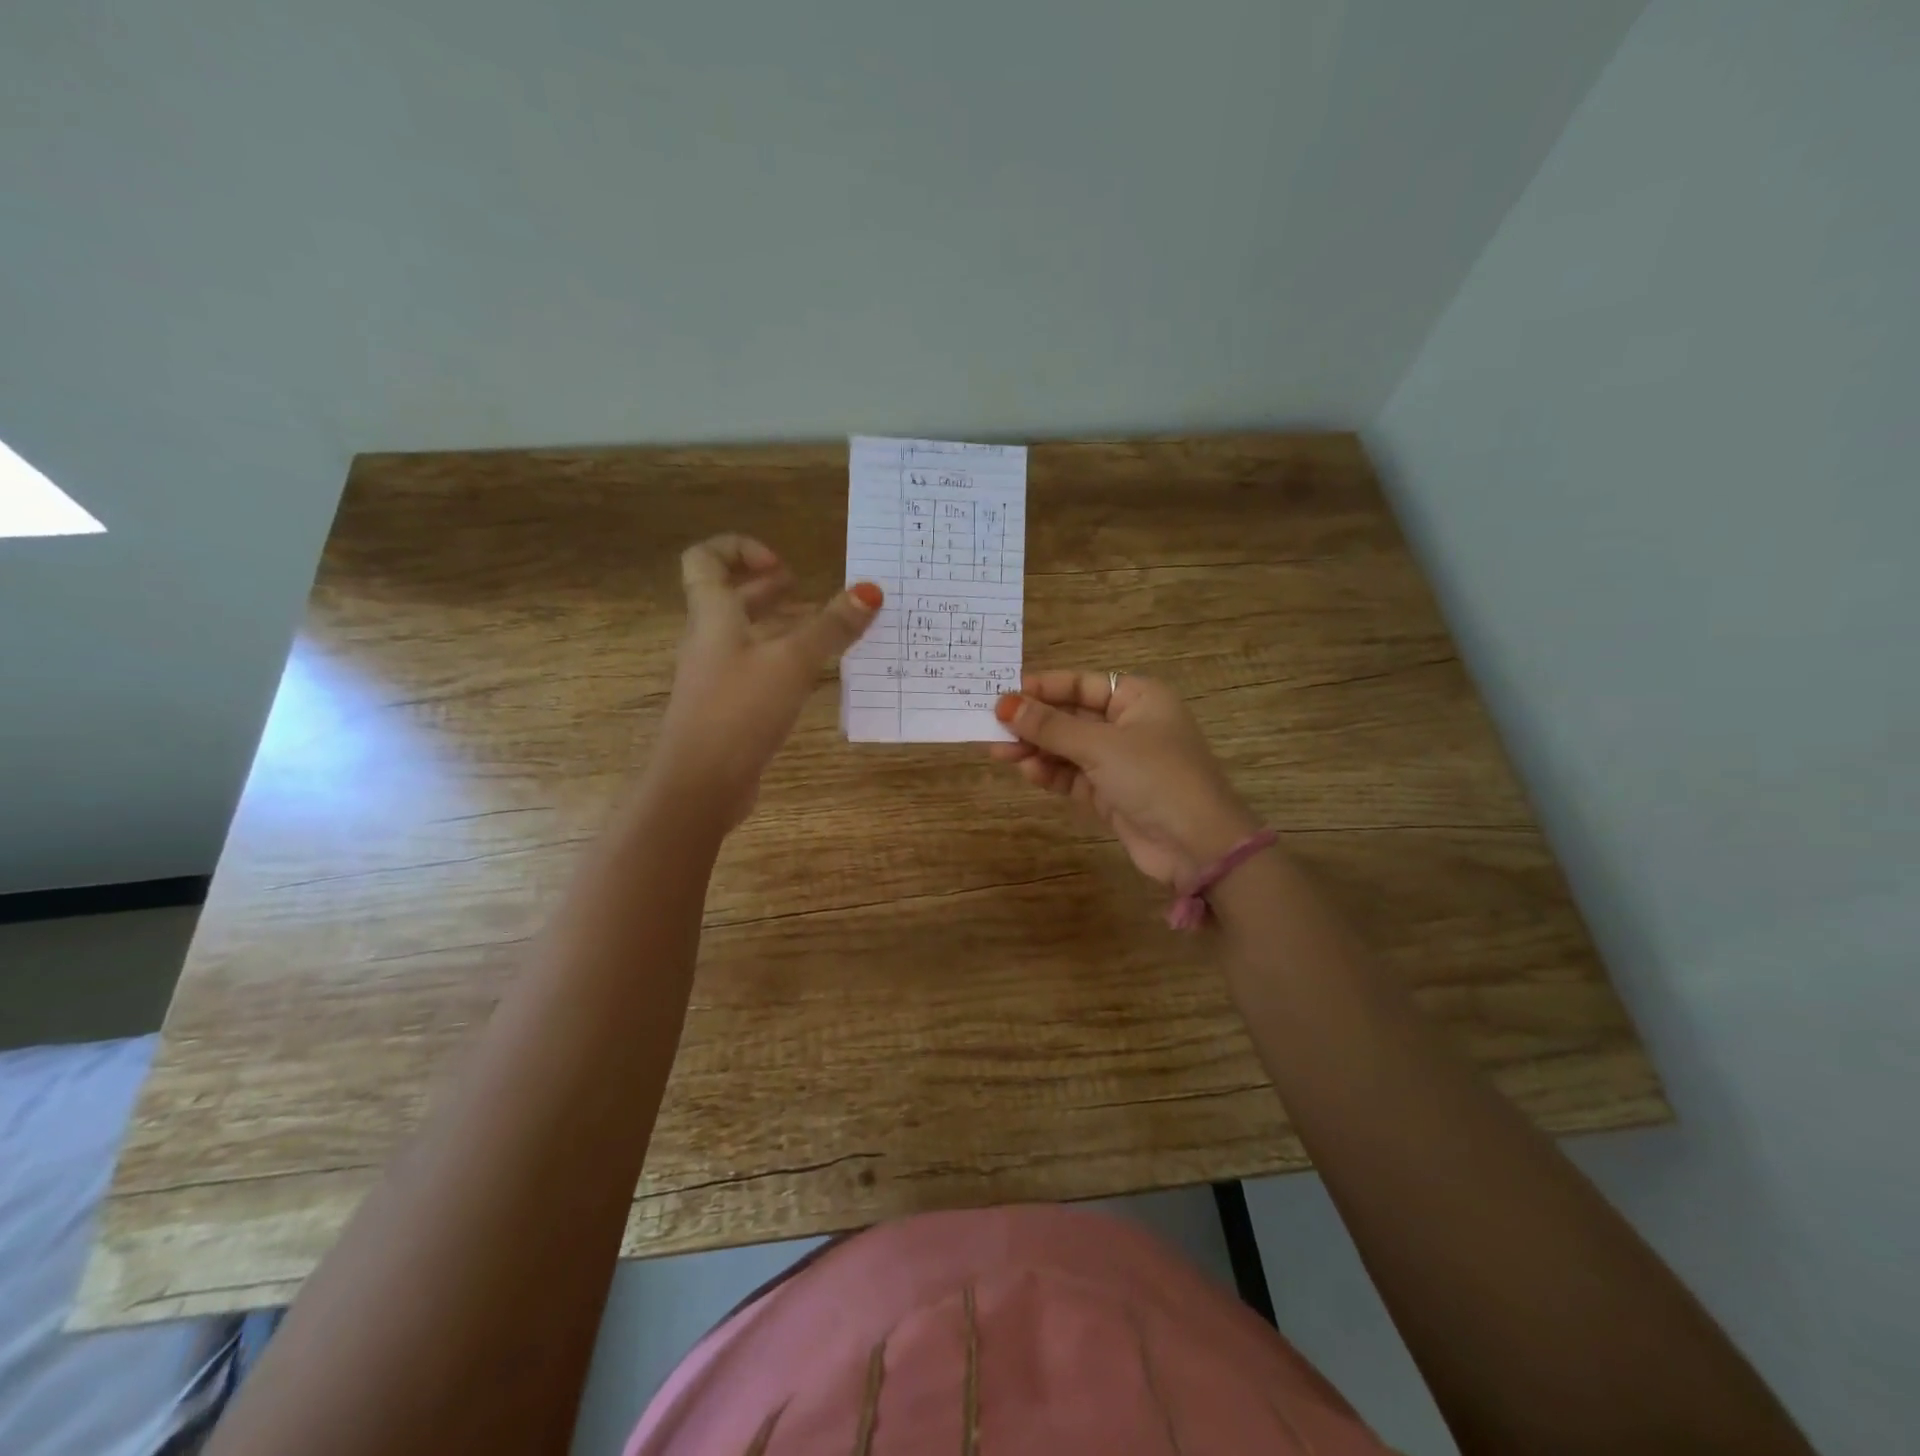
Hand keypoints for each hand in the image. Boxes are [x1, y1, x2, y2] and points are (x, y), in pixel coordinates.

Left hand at [653, 535, 880, 826]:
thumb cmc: (740, 709)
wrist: (700, 783)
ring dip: (784, 625)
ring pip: (749, 635)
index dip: (740, 548)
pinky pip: (757, 668)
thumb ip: (832, 627)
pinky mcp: (729, 706)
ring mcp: (718, 675)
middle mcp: (710, 639)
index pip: (706, 558)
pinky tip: (815, 674)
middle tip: (810, 592)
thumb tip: (870, 590)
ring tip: (826, 630)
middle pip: (733, 597)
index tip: (783, 566)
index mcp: (714, 615)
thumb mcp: (792, 662)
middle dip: (772, 588)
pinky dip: (785, 660)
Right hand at [989, 671, 1260, 885]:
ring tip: (1000, 752)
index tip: (1003, 694)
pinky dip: (1051, 774)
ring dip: (1037, 749)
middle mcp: (1130, 725)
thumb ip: (1050, 727)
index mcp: (1139, 699)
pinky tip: (1028, 771)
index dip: (1043, 688)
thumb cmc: (1155, 777)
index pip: (1082, 684)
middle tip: (993, 726)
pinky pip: (1074, 776)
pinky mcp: (1112, 794)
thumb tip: (1004, 704)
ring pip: (1069, 748)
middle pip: (1072, 717)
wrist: (1198, 847)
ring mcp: (1121, 762)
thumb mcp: (1100, 746)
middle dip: (1034, 723)